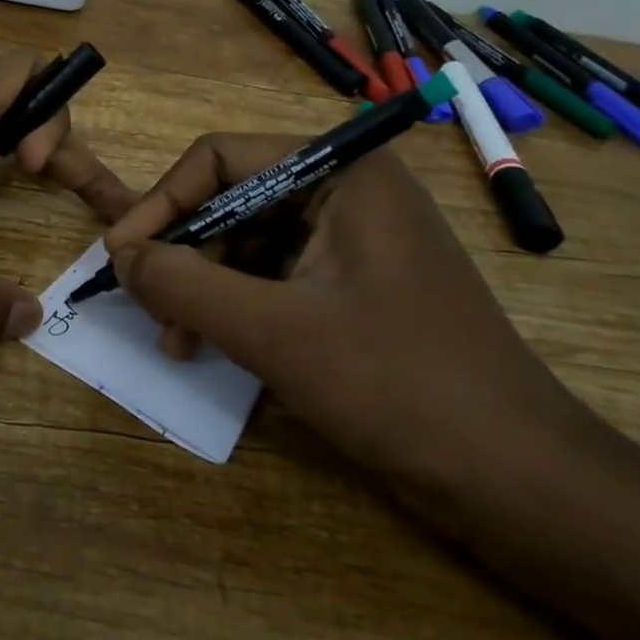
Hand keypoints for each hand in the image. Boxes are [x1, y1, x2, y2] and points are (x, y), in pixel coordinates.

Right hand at [103, 142, 592, 498]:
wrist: (520, 482)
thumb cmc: (398, 386)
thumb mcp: (274, 333)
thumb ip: (185, 286)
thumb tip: (120, 257)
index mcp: (342, 172)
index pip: (221, 158)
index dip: (162, 202)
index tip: (120, 255)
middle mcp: (348, 192)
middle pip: (233, 200)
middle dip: (184, 253)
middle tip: (146, 305)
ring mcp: (355, 243)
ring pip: (249, 243)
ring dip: (205, 286)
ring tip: (176, 340)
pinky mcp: (356, 289)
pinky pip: (276, 279)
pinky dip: (237, 308)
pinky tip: (212, 347)